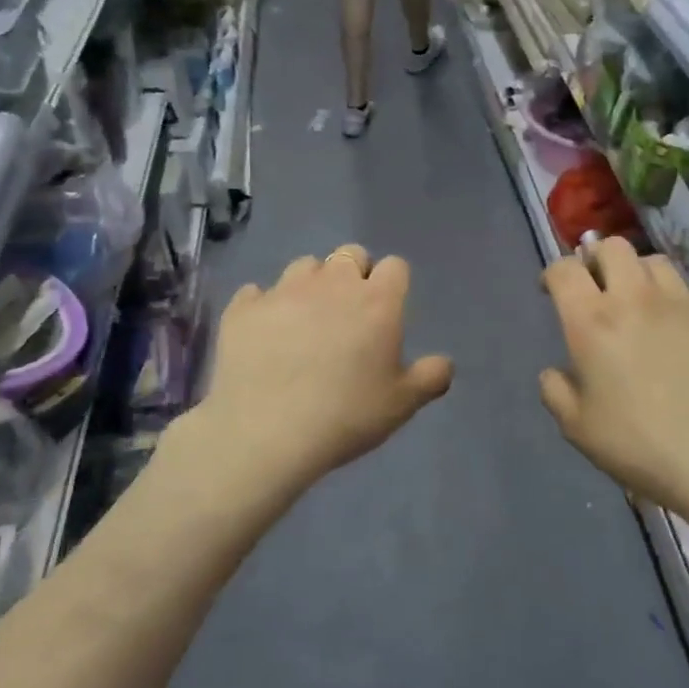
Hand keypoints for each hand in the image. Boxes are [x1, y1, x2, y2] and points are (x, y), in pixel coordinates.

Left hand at [193, 246, 453, 490]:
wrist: (265, 433)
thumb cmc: (346, 417)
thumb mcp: (402, 405)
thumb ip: (431, 377)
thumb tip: (444, 363)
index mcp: (377, 302)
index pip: (395, 267)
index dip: (393, 285)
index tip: (386, 313)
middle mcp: (332, 284)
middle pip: (350, 254)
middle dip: (354, 275)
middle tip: (349, 315)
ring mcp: (283, 291)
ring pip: (304, 266)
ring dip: (311, 285)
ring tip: (305, 321)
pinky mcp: (243, 308)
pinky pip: (257, 293)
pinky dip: (265, 307)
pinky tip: (265, 335)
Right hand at [538, 238, 688, 526]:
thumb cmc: (640, 446)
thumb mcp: (577, 428)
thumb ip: (556, 391)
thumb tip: (556, 371)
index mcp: (592, 322)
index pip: (564, 269)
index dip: (553, 273)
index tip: (552, 290)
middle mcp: (636, 298)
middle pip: (612, 247)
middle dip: (597, 260)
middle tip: (598, 288)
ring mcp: (684, 302)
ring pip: (656, 262)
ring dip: (640, 276)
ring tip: (642, 304)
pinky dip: (681, 301)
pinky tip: (684, 328)